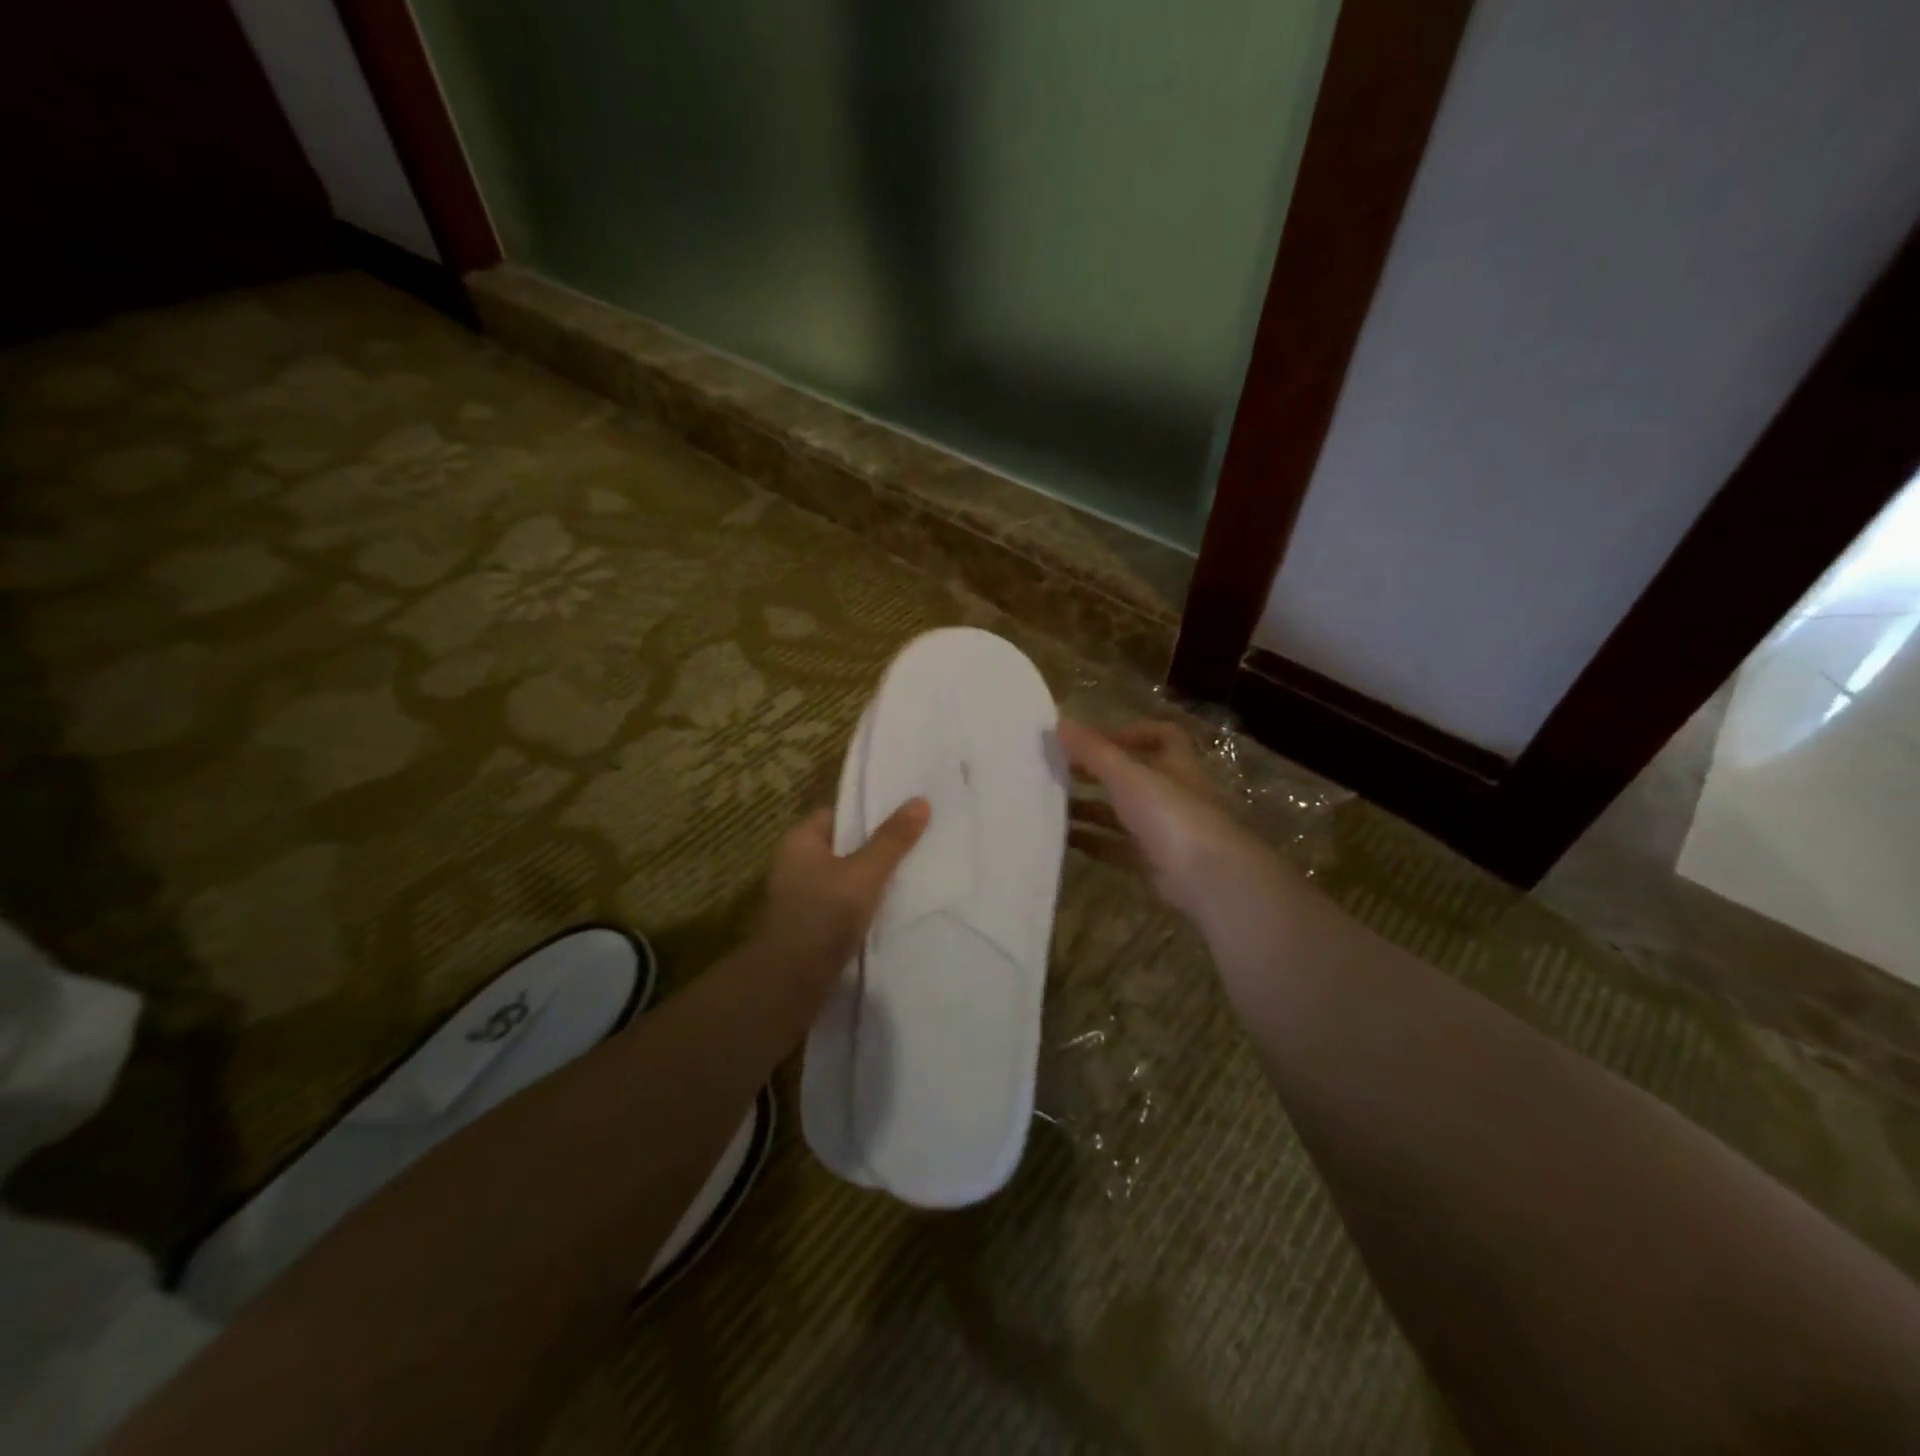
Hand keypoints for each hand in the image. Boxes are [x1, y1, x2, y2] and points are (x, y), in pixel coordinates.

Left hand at [753, 797, 930, 975]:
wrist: (790, 982)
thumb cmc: (823, 915)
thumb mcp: (864, 873)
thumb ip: (892, 840)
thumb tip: (920, 800)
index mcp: (800, 841)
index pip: (838, 814)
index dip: (869, 813)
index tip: (905, 814)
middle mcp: (796, 864)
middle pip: (844, 846)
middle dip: (878, 846)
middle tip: (918, 840)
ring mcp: (802, 897)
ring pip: (846, 877)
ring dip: (873, 879)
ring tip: (915, 871)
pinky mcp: (813, 925)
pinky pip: (845, 904)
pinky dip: (866, 904)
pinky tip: (895, 906)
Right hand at [1059, 719, 1270, 919]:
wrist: (1207, 879)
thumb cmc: (1171, 815)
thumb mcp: (1128, 775)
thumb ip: (1094, 751)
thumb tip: (1059, 722)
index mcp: (1175, 766)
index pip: (1162, 737)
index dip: (1130, 733)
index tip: (1094, 740)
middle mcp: (1171, 795)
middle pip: (1132, 776)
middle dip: (1096, 773)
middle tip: (1059, 772)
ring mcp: (1164, 831)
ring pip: (1121, 814)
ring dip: (1089, 808)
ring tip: (1050, 805)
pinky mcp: (1153, 863)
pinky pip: (1116, 847)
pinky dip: (1092, 841)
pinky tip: (1063, 840)